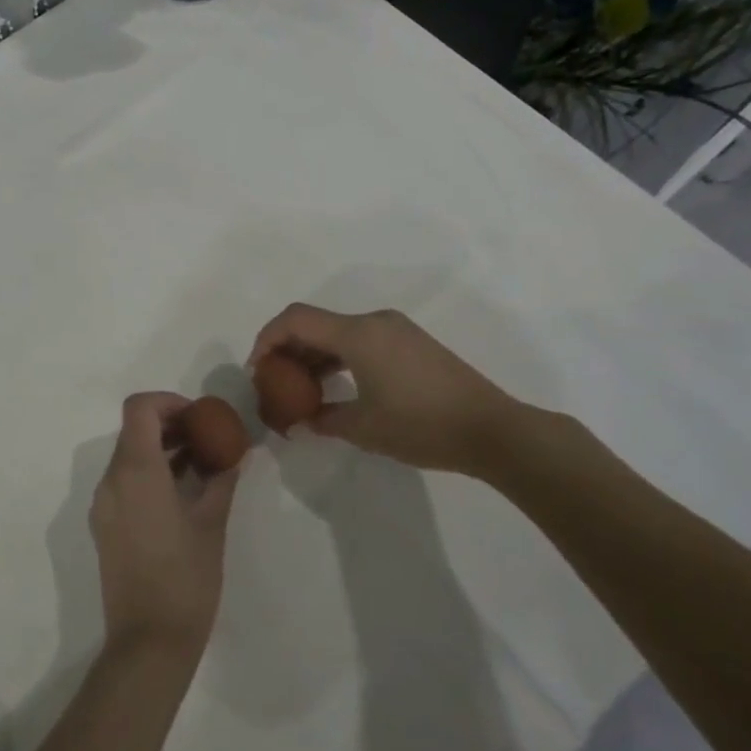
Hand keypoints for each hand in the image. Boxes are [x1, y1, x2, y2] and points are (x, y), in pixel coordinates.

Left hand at [89, 393, 239, 662]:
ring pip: (128, 457)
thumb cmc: (185, 579)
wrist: (148, 642)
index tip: (199, 416)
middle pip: (134, 431)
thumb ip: (221, 479)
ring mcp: (103, 505)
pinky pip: (124, 482)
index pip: (139, 408)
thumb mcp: (212, 524)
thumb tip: (235, 454)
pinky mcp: (104, 526)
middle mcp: (111, 481)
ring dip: (161, 450)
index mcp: (135, 472)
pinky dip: (150, 474)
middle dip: (170, 425)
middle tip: (207, 437)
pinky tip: (182, 493)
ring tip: (201, 464)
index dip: (169, 401)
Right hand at [249, 304, 535, 475]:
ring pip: (338, 332)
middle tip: (274, 384)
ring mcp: (396, 330)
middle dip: (288, 350)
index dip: (267, 339)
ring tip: (301, 391)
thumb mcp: (364, 428)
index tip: (257, 371)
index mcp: (358, 334)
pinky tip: (336, 387)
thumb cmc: (422, 425)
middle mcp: (374, 322)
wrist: (492, 430)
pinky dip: (339, 358)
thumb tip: (301, 421)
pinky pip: (360, 341)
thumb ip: (324, 419)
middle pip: (315, 323)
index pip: (295, 320)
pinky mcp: (411, 343)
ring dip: (314, 356)